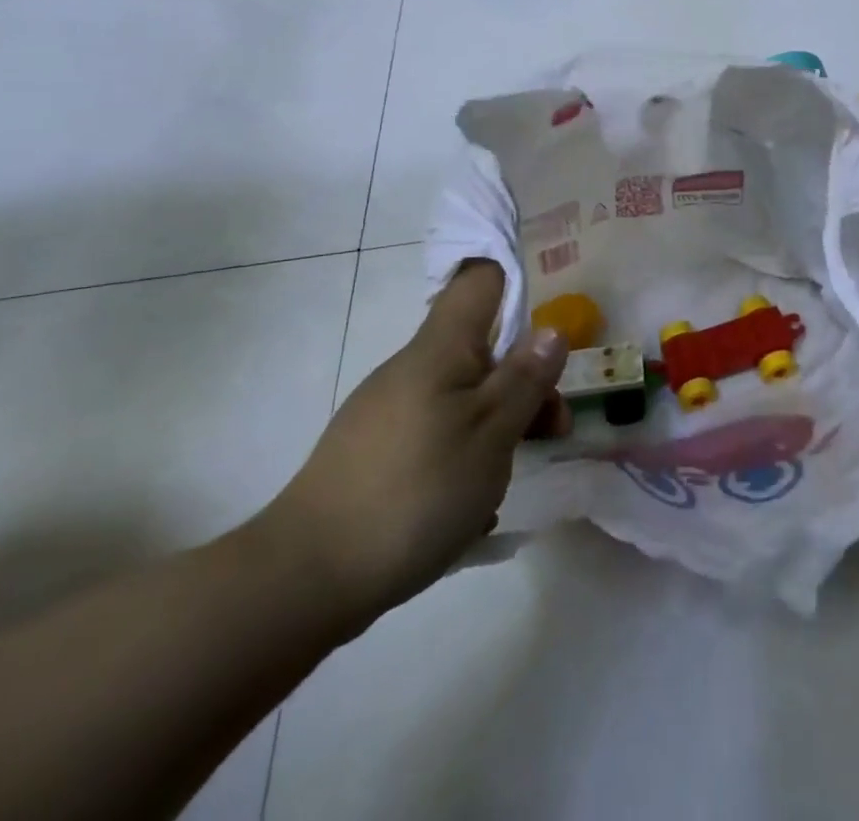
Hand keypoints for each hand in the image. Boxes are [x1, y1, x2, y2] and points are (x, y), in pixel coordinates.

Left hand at [253, 260, 567, 632]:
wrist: (304, 579)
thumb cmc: (416, 491)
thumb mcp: (491, 434)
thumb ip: (526, 379)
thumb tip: (552, 328)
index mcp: (441, 348)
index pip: (480, 280)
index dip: (516, 283)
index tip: (549, 320)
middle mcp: (412, 367)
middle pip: (481, 348)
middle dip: (523, 380)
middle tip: (554, 428)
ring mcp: (388, 410)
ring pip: (462, 395)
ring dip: (497, 424)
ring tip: (508, 480)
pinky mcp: (374, 451)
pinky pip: (436, 432)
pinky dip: (463, 454)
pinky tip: (469, 506)